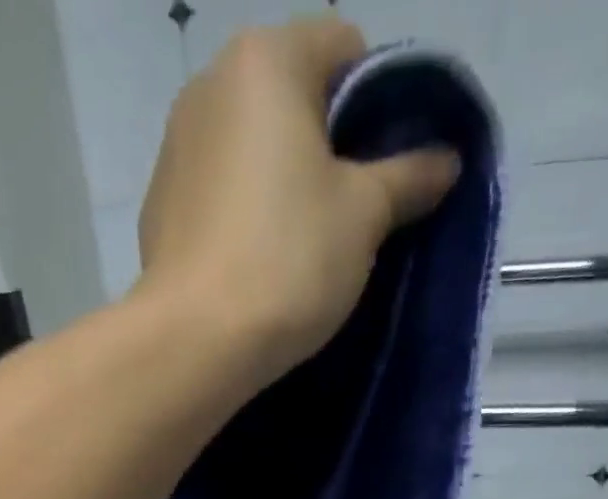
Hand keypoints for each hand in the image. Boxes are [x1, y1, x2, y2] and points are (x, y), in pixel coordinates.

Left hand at [135, 17, 460, 388]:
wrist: (195, 343)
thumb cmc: (288, 261)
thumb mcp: (364, 216)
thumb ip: (408, 177)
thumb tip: (447, 159)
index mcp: (266, 60)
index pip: (345, 47)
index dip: (380, 103)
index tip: (389, 168)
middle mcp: (210, 83)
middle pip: (294, 99)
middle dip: (331, 148)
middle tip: (353, 214)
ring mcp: (176, 146)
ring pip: (255, 151)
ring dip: (286, 184)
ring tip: (303, 247)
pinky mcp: (160, 206)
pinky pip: (221, 193)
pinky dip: (246, 215)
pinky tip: (257, 264)